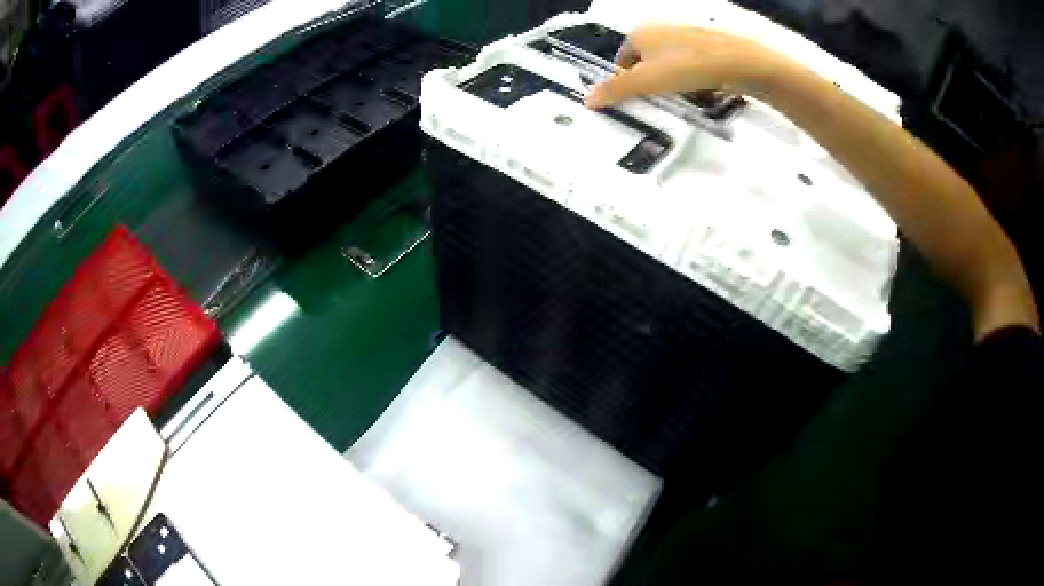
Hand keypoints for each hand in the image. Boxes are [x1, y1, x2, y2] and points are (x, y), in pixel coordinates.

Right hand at [585, 25, 787, 108]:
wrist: (737, 63)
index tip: (636, 99)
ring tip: (683, 97)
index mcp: (639, 34)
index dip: (625, 82)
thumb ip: (616, 90)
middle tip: (660, 101)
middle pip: (645, 63)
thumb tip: (588, 99)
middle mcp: (659, 30)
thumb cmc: (688, 66)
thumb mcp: (646, 82)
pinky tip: (700, 90)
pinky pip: (689, 66)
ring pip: (668, 65)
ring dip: (671, 84)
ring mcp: (683, 37)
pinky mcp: (704, 46)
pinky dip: (691, 79)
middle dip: (651, 84)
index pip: (621, 61)